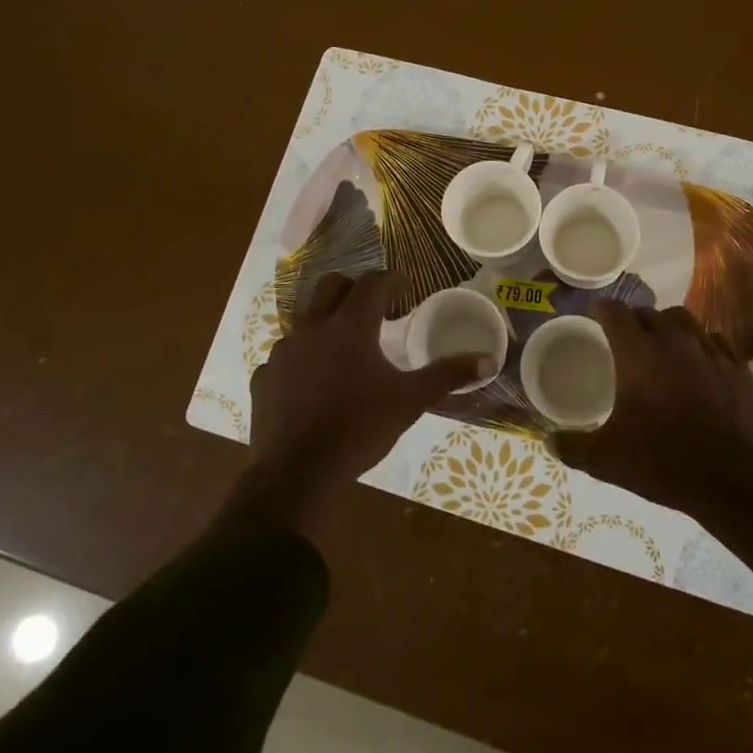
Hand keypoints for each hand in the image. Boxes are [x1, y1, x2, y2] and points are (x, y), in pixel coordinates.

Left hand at [238, 271, 488, 531]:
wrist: (298, 473)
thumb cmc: (359, 428)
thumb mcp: (410, 401)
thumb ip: (447, 375)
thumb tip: (487, 360)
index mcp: (350, 326)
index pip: (373, 282)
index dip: (392, 280)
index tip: (406, 289)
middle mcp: (312, 327)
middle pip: (332, 285)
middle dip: (355, 289)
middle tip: (375, 311)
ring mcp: (282, 351)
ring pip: (305, 318)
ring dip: (327, 322)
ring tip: (345, 350)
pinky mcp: (264, 376)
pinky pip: (286, 354)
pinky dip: (303, 358)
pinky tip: (314, 383)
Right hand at [550, 303, 752, 520]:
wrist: (734, 480)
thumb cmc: (663, 462)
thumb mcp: (607, 459)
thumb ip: (574, 447)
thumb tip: (549, 441)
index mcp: (637, 354)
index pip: (614, 312)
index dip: (600, 310)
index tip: (593, 317)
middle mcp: (674, 342)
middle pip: (649, 313)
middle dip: (633, 320)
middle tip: (625, 340)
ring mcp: (710, 352)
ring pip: (684, 321)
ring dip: (668, 328)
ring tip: (663, 347)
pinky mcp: (738, 368)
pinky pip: (715, 343)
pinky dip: (701, 347)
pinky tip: (699, 367)